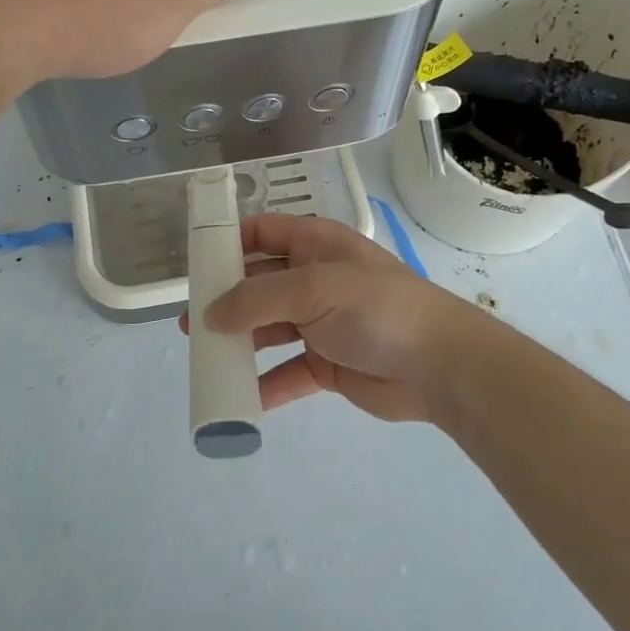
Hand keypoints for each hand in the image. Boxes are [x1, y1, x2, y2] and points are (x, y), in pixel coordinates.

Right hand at [195, 215, 485, 422]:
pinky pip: (286, 372)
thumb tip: (210, 315)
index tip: (194, 265)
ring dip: (239, 343)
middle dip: (225, 301)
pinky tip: (238, 398)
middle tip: (190, 323)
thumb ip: (257, 299)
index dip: (228, 243)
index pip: (263, 232)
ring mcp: (321, 323)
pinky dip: (264, 384)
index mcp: (315, 245)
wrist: (439, 365)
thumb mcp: (313, 290)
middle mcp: (314, 280)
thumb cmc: (376, 308)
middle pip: (258, 284)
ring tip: (205, 358)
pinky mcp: (327, 364)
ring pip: (268, 329)